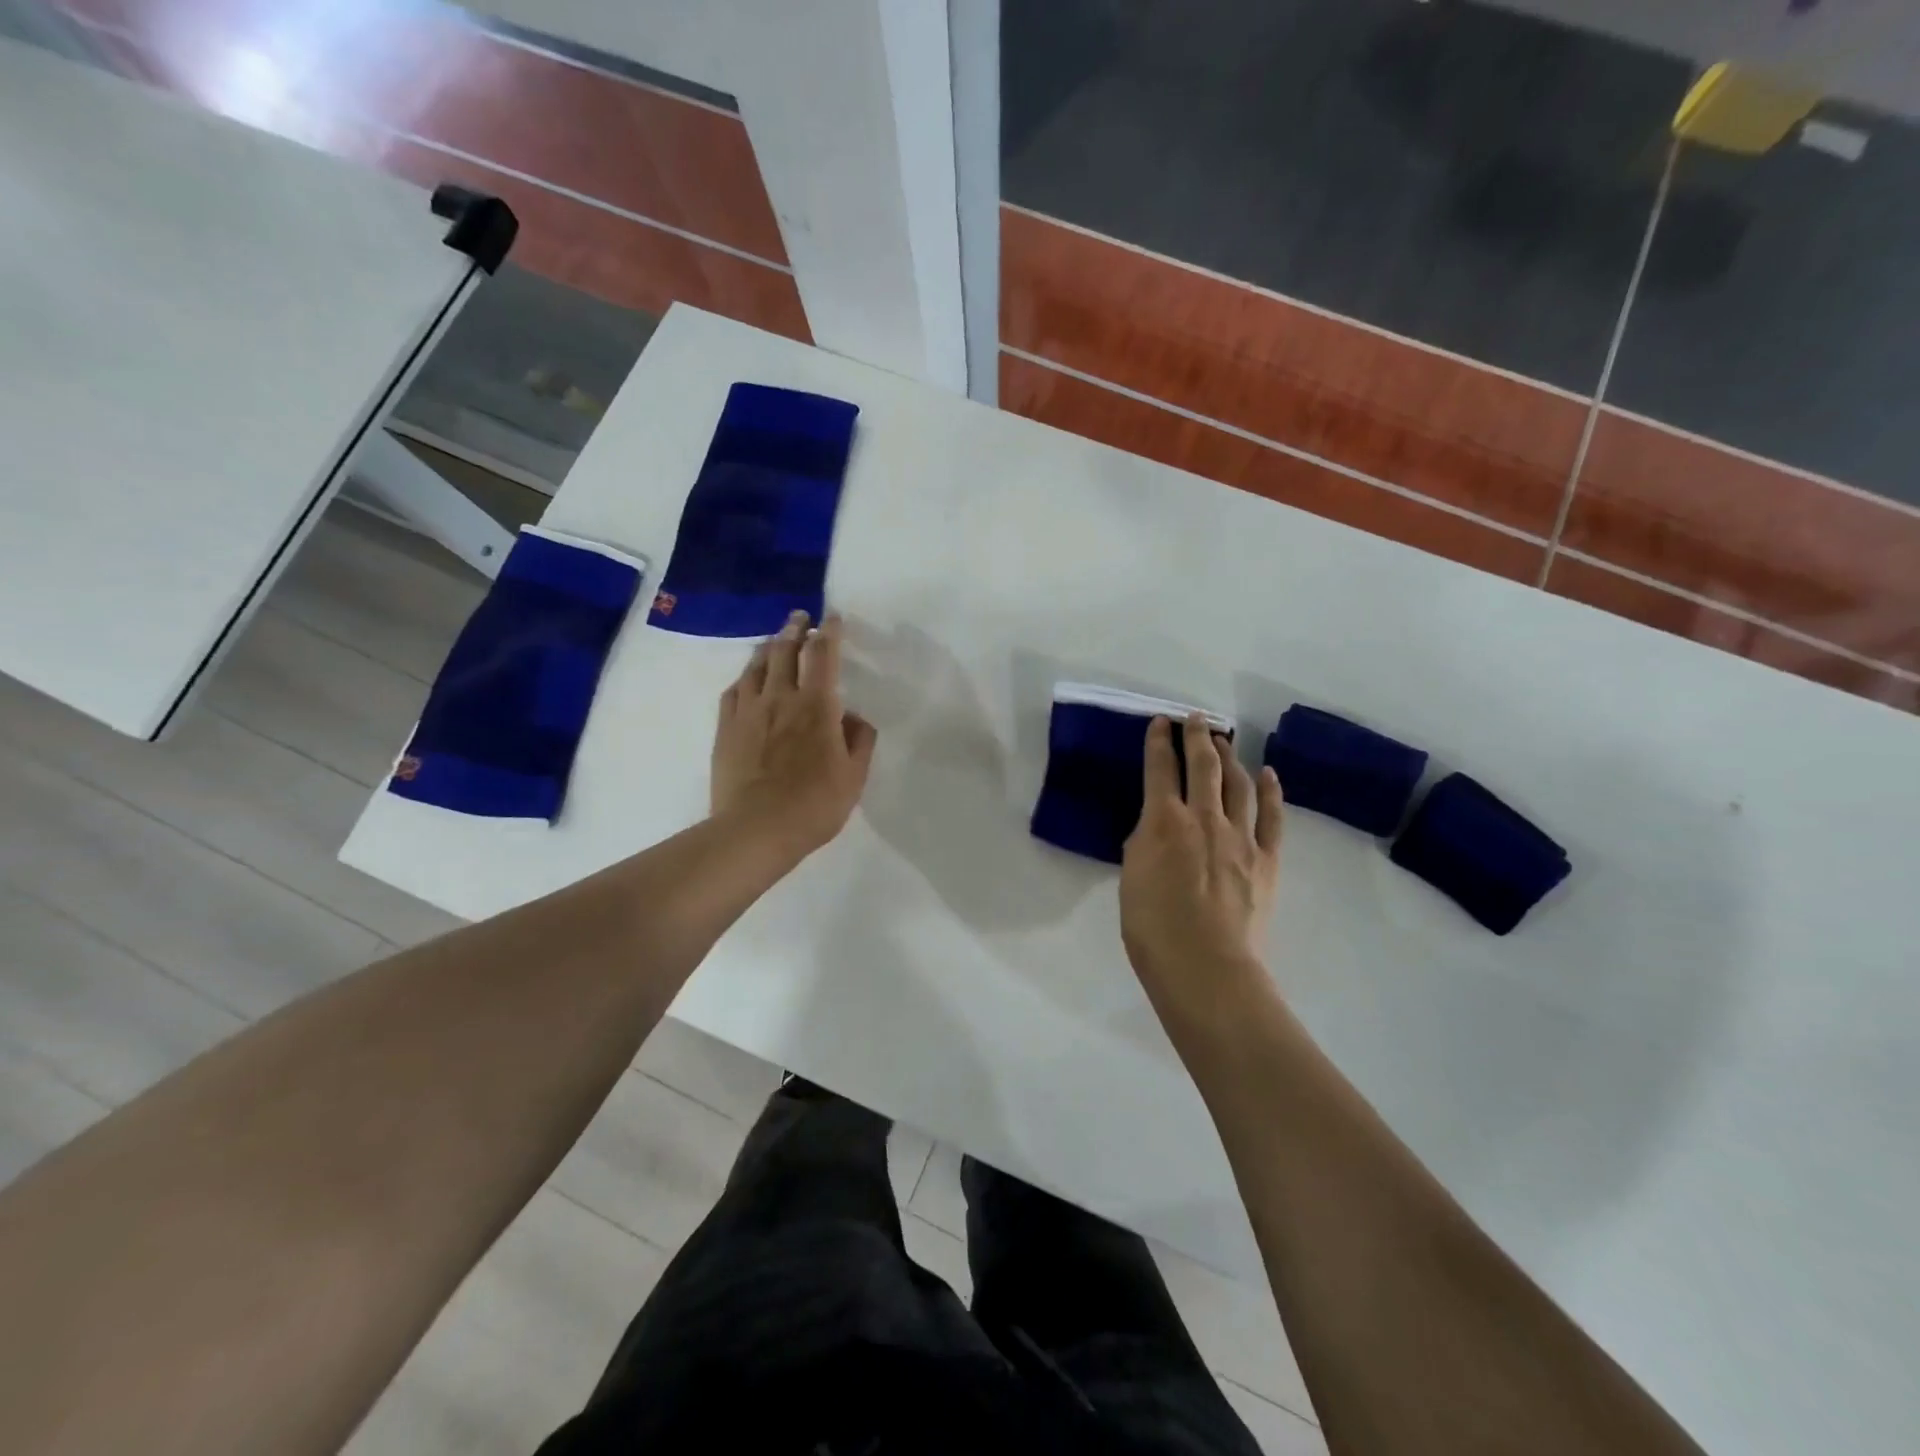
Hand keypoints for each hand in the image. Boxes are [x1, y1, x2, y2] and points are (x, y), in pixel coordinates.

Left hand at [711, 611, 877, 859]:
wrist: (756, 829)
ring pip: (757, 665)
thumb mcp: (854, 777)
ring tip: (776, 640)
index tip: (833, 618)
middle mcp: (781, 698)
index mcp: (817, 706)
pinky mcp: (726, 728)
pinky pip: (734, 690)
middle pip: (786, 650)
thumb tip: (853, 717)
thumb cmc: (814, 805)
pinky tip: (748, 678)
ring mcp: (749, 711)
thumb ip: (859, 741)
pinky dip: (745, 677)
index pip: (824, 655)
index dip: (830, 632)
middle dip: (796, 628)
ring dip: (770, 646)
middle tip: (800, 616)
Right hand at [1121, 714, 1283, 1026]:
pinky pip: (1271, 817)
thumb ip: (1143, 844)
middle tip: (1196, 718)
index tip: (1160, 722)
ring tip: (1226, 740)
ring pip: (1237, 783)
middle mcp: (1203, 818)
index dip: (1159, 742)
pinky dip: (1270, 791)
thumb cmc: (1153, 929)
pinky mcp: (1265, 859)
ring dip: (1230, 757)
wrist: (1206, 967)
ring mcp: (1239, 837)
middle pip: (1203, 766)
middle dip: (1198, 736)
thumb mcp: (1131, 880)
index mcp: (1163, 823)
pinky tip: (1267, 774)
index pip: (1160, 770)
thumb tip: (1155, 827)